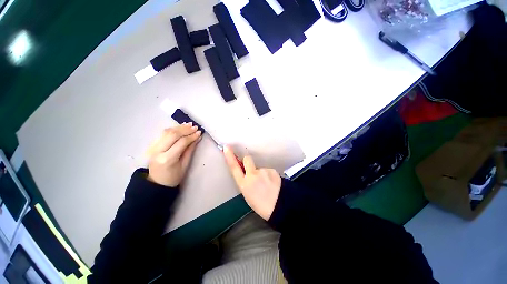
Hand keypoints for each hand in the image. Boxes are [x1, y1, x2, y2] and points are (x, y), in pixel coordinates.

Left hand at [146, 123, 201, 186]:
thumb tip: (197, 138)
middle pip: (172, 134)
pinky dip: (172, 129)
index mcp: (167, 158)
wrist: (156, 183)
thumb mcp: (185, 165)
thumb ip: (190, 150)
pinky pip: (162, 134)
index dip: (191, 136)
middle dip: (185, 129)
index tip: (199, 133)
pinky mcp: (151, 146)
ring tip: (189, 125)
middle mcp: (158, 151)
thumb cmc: (173, 177)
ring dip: (179, 127)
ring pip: (166, 132)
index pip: (181, 142)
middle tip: (195, 127)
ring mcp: (152, 148)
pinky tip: (180, 127)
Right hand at [223, 146, 280, 220]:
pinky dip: (269, 175)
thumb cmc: (261, 206)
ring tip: (267, 184)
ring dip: (262, 173)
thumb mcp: (248, 196)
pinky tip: (273, 184)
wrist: (281, 207)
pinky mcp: (272, 170)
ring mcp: (263, 171)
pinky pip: (268, 171)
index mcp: (244, 184)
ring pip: (260, 168)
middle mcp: (252, 174)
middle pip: (247, 159)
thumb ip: (246, 182)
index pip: (234, 167)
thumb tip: (247, 175)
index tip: (227, 147)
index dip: (230, 156)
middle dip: (247, 161)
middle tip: (252, 170)